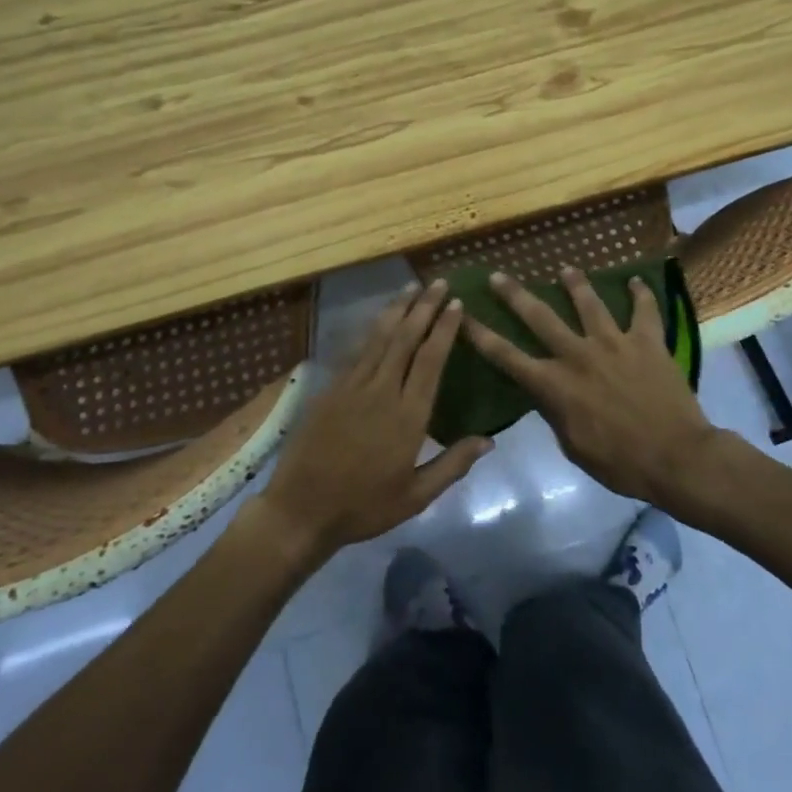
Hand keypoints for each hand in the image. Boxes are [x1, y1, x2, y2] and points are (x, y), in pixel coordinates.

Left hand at [256, 281, 490, 559]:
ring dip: (397, 310)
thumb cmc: (364, 506)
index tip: (456, 304)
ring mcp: (351, 387)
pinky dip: (371, 330)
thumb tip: (489, 440)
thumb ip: (453, 465)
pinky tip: (379, 320)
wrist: (301, 509)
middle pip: (405, 338)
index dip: (444, 328)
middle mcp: (381, 391)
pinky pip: (356, 351)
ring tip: (411, 287)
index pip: (430, 360)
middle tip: (438, 282)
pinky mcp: (330, 390)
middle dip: (423, 307)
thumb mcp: (416, 496)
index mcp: (407, 416)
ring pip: (378, 337)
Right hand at [462, 267, 717, 507]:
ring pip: (589, 303)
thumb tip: (546, 394)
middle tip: (499, 275)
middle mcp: (578, 355)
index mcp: (555, 385)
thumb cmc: (621, 463)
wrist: (676, 457)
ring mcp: (614, 343)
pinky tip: (638, 281)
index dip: (480, 335)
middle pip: (540, 317)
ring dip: (575, 283)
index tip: (462, 315)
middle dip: (515, 295)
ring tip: (565, 268)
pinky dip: (641, 294)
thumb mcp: (574, 447)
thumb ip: (556, 413)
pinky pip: (644, 311)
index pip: (507, 356)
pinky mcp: (647, 341)